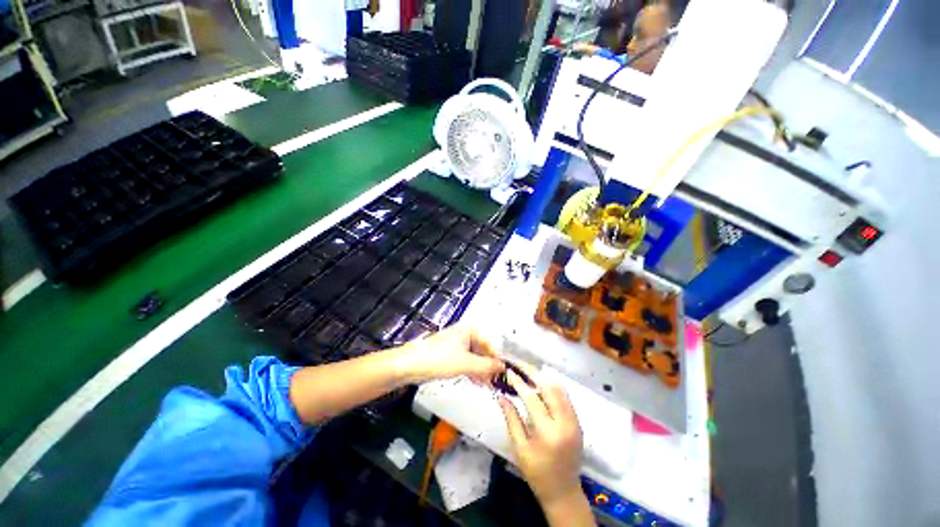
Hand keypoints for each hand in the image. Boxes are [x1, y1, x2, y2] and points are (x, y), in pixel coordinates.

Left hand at [395, 325, 504, 383]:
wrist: (410, 365)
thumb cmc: (439, 359)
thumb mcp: (467, 364)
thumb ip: (487, 366)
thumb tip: (503, 367)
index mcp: (469, 330)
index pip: (490, 343)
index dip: (497, 358)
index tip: (503, 373)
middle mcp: (463, 334)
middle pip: (482, 350)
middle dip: (489, 366)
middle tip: (496, 381)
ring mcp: (455, 344)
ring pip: (474, 356)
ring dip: (481, 370)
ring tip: (487, 384)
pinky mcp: (448, 354)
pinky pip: (465, 361)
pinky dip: (471, 370)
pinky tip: (476, 380)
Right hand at [498, 369, 584, 506]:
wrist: (563, 492)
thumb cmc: (537, 473)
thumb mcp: (519, 448)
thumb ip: (511, 419)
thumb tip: (501, 395)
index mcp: (548, 433)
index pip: (532, 398)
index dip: (519, 382)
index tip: (509, 371)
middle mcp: (565, 423)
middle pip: (550, 388)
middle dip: (533, 373)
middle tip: (519, 365)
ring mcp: (575, 422)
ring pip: (560, 389)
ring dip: (543, 379)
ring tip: (527, 373)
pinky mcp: (578, 422)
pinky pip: (565, 397)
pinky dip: (552, 387)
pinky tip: (540, 386)